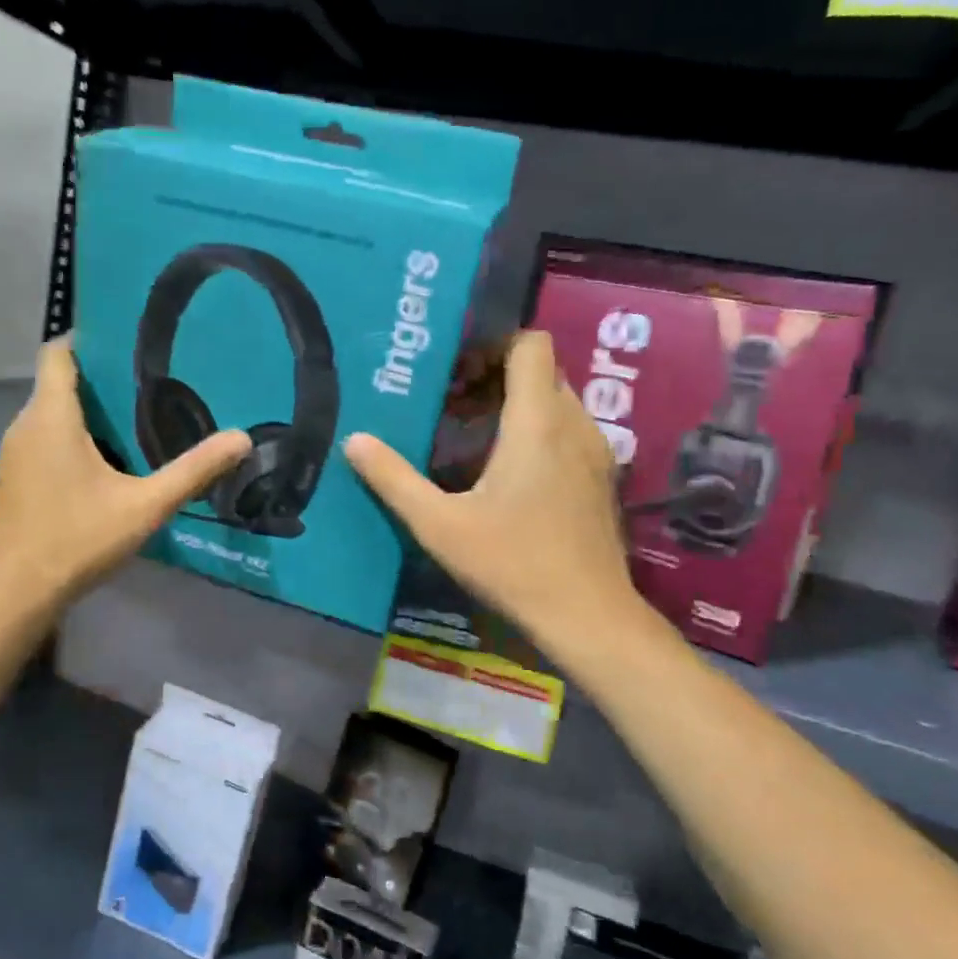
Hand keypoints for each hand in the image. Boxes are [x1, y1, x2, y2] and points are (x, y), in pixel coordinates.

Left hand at [0, 338, 250, 604]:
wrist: (20, 591)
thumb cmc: (79, 539)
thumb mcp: (145, 505)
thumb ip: (193, 471)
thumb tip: (242, 438)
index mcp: (52, 417)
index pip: (58, 353)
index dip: (88, 338)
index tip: (127, 338)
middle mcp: (25, 425)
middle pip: (59, 381)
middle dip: (100, 376)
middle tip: (150, 378)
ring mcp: (15, 451)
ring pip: (51, 412)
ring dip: (86, 409)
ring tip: (135, 413)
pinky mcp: (16, 475)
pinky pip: (44, 437)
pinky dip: (71, 434)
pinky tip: (106, 458)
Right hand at [345, 331, 661, 657]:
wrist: (586, 614)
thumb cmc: (512, 563)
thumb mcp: (439, 525)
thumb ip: (394, 479)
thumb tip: (354, 441)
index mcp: (537, 422)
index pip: (530, 345)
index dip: (494, 344)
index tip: (457, 372)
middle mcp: (574, 424)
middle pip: (542, 371)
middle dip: (499, 376)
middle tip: (454, 405)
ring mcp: (596, 451)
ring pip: (558, 401)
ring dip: (520, 405)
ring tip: (476, 437)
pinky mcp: (602, 478)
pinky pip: (570, 430)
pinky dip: (540, 431)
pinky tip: (510, 474)